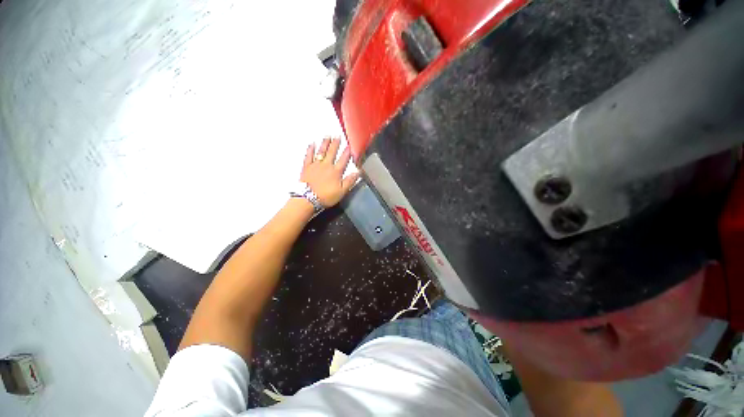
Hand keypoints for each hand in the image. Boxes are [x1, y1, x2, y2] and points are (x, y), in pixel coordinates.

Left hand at [301, 137, 359, 206]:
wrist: (308, 198)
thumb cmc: (325, 196)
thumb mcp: (342, 191)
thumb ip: (350, 181)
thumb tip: (358, 172)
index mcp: (336, 172)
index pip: (343, 160)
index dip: (347, 153)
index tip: (349, 146)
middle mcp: (326, 166)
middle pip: (332, 152)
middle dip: (335, 144)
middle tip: (337, 136)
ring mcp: (316, 165)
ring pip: (321, 152)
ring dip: (325, 143)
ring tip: (327, 136)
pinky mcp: (307, 167)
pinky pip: (309, 156)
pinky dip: (310, 149)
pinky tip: (312, 144)